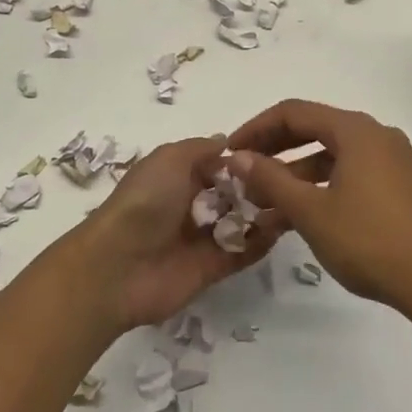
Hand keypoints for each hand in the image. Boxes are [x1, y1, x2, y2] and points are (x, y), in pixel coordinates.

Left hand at [74, 135, 287, 331]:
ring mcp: (201, 238)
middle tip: (290, 178)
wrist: (118, 267)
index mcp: (177, 176)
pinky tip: (283, 227)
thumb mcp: (170, 159)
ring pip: (240, 222)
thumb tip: (227, 142)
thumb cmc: (145, 201)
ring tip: (293, 200)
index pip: (217, 165)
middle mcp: (190, 205)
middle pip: (232, 193)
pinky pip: (242, 252)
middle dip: (258, 186)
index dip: (242, 160)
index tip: (274, 153)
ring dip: (264, 212)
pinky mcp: (211, 269)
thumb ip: (201, 149)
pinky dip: (261, 241)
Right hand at [227, 99, 411, 321]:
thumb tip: (238, 157)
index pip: (294, 112)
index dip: (256, 129)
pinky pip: (350, 173)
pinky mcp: (400, 186)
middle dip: (274, 150)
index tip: (229, 152)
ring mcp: (392, 160)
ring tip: (264, 204)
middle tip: (243, 174)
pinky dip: (321, 186)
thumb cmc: (371, 242)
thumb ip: (271, 179)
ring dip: (295, 173)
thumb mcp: (312, 211)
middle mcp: (375, 135)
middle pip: (313, 129)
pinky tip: (300, 216)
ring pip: (331, 155)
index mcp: (355, 130)